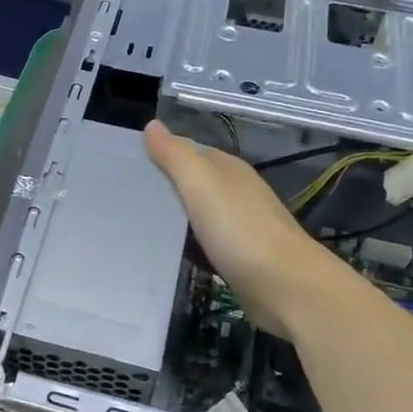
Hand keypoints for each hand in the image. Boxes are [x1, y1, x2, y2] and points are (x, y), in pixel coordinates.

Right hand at [143, 119, 337, 337]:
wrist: (286, 287)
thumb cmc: (239, 230)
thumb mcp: (201, 184)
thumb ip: (175, 155)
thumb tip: (152, 125)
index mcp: (228, 169)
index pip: (189, 152)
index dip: (161, 156)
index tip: (127, 169)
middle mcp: (237, 192)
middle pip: (194, 183)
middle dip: (166, 188)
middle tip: (126, 200)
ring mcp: (241, 226)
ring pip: (199, 213)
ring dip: (176, 218)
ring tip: (139, 226)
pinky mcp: (241, 257)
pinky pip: (206, 242)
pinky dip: (188, 243)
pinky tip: (170, 253)